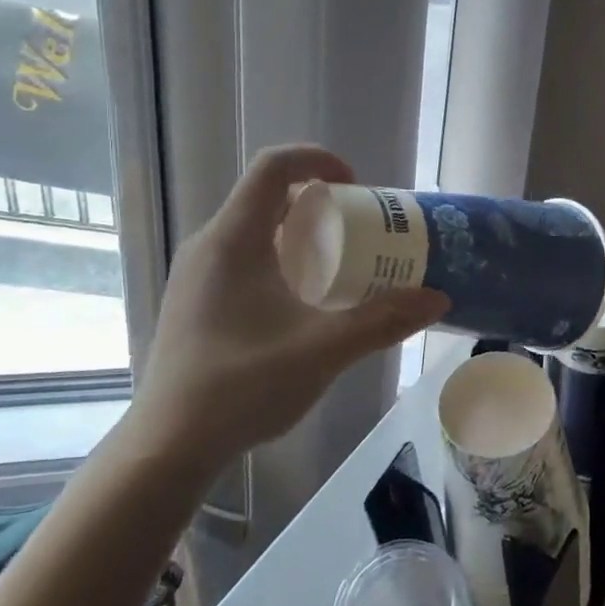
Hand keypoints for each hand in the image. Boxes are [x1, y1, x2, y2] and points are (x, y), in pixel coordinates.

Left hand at [130, 145, 448, 465]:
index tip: (356, 185)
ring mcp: (195, 275)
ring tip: (337, 267)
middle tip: (359, 231)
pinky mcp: (192, 302)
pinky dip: (277, 259)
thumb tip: (437, 298)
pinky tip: (299, 304)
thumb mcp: (324, 349)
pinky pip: (240, 258)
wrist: (168, 446)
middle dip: (318, 203)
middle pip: (266, 197)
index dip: (318, 159)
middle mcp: (208, 245)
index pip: (273, 166)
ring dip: (298, 234)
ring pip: (252, 230)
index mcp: (233, 239)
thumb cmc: (243, 386)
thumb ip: (384, 320)